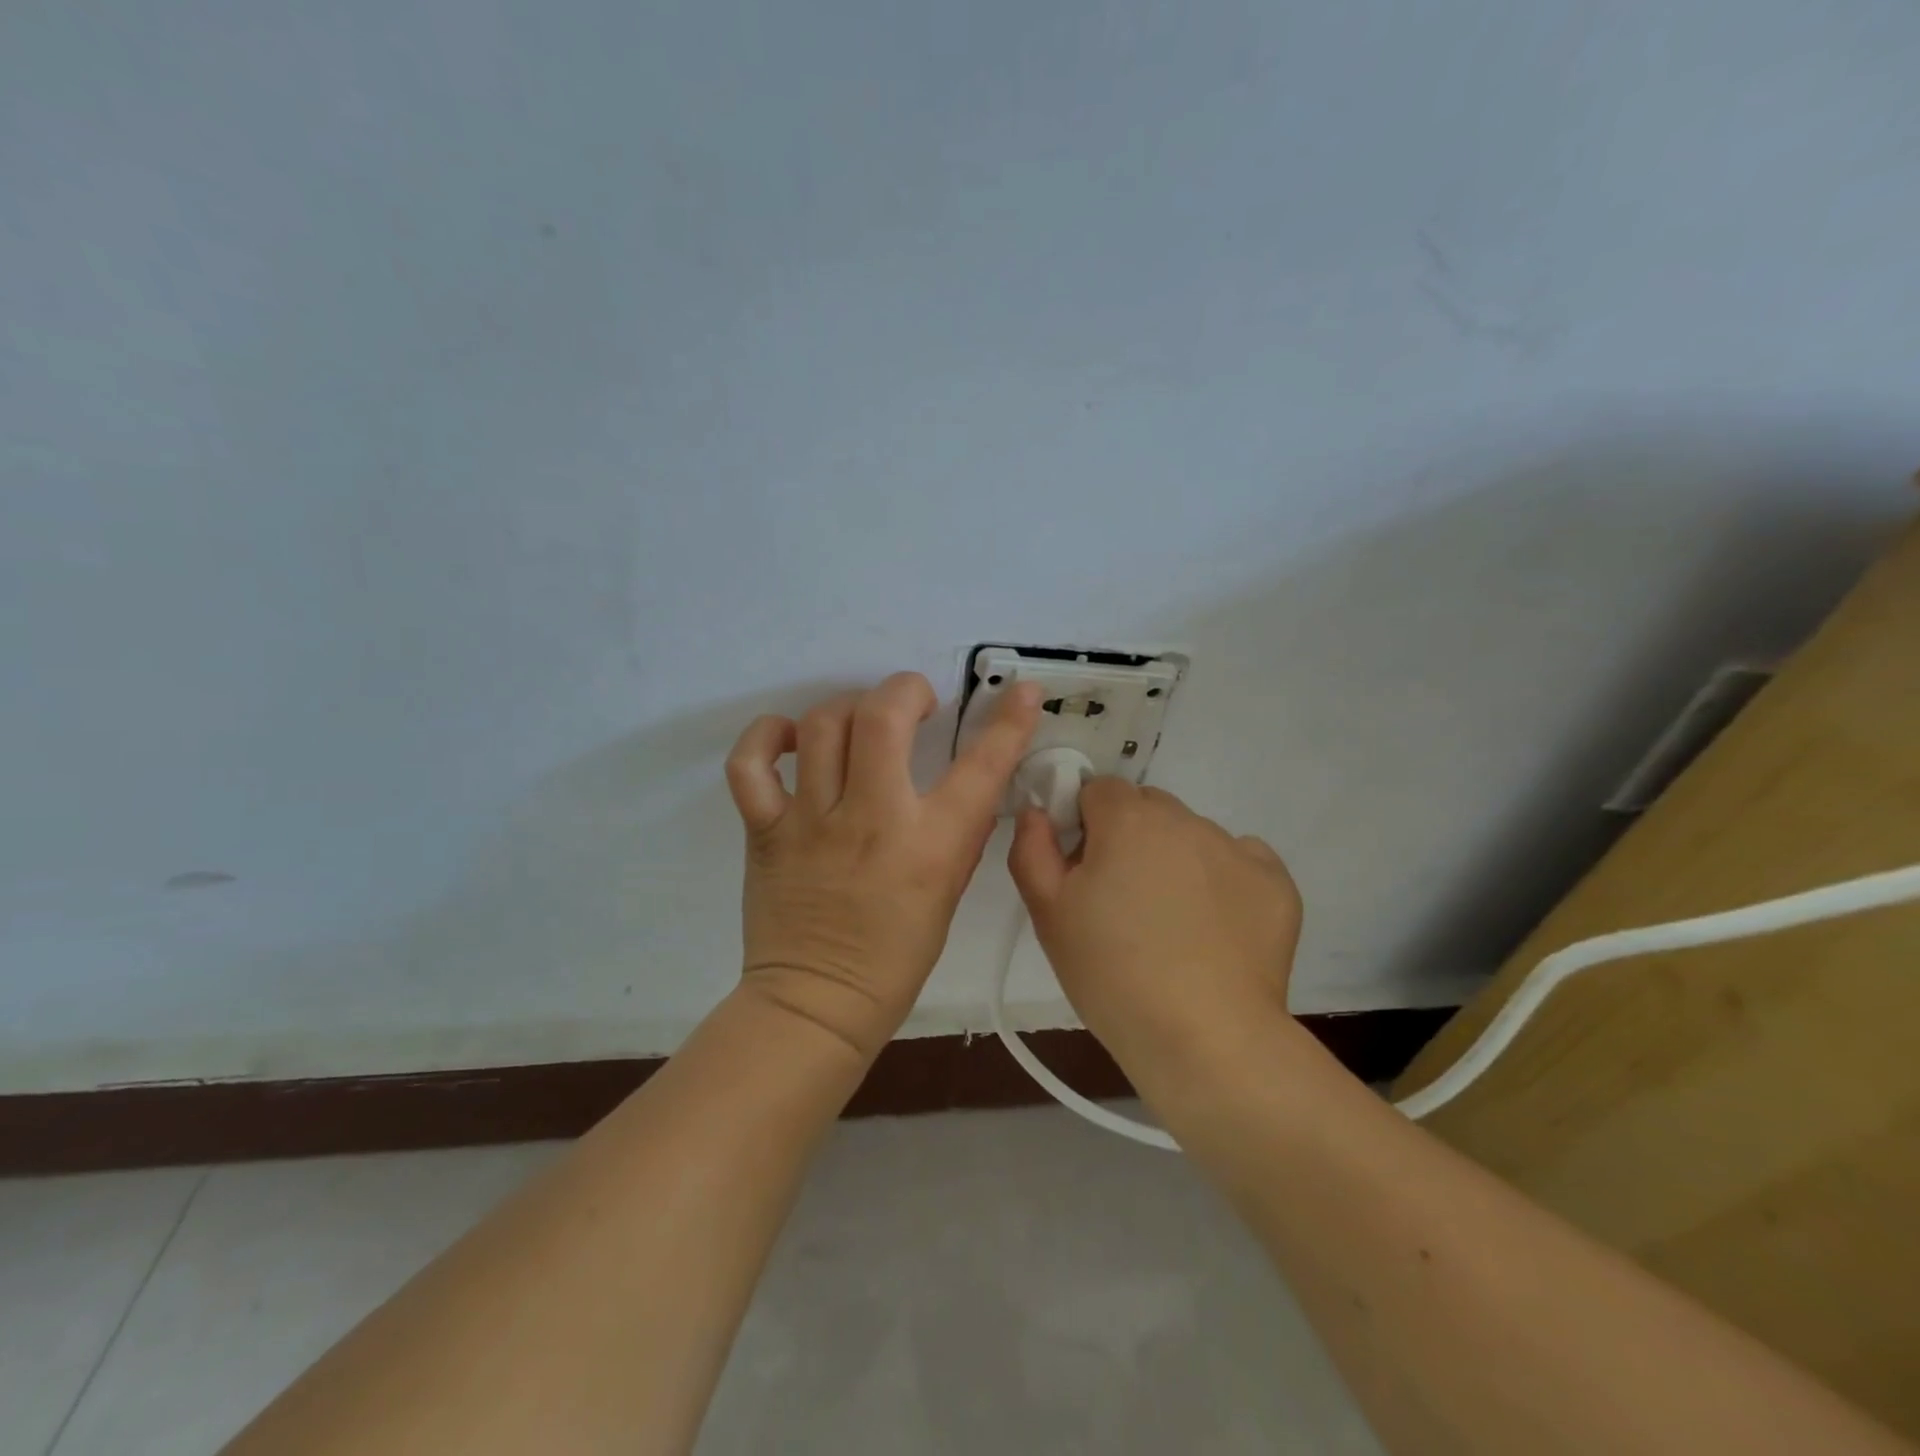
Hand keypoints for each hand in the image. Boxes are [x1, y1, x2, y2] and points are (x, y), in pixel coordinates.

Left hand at [726, 673, 1041, 1059]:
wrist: (817, 1003)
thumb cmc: (896, 955)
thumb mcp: (948, 890)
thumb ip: (957, 830)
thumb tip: (963, 778)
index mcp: (929, 845)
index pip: (980, 766)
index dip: (1010, 722)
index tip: (1022, 693)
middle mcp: (871, 820)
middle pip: (881, 716)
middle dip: (904, 690)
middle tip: (915, 705)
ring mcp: (811, 822)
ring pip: (822, 725)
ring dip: (847, 708)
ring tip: (859, 724)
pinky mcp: (765, 831)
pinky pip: (751, 764)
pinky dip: (766, 737)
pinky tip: (791, 739)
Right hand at [1008, 779, 1303, 1086]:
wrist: (1204, 1040)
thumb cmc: (1111, 974)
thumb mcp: (1048, 913)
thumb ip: (1032, 848)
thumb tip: (1038, 810)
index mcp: (1128, 819)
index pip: (1099, 790)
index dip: (1086, 825)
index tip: (1086, 871)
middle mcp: (1186, 820)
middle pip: (1148, 808)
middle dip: (1131, 838)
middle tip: (1124, 901)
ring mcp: (1238, 849)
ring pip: (1193, 836)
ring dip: (1177, 860)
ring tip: (1173, 925)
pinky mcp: (1276, 884)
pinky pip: (1241, 862)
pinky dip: (1225, 882)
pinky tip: (1215, 929)